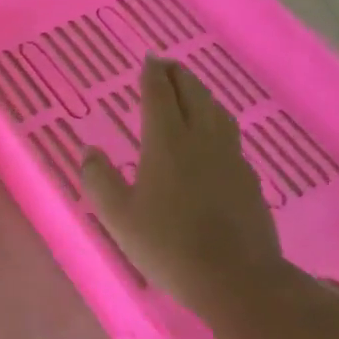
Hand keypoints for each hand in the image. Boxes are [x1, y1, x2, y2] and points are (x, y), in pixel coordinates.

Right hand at [81, 56, 286, 313]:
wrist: (236, 278)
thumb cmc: (167, 245)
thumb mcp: (118, 216)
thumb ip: (100, 180)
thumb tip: (90, 151)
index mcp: (167, 143)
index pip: (160, 96)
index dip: (152, 75)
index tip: (148, 59)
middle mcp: (201, 140)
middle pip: (192, 95)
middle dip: (178, 76)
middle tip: (166, 65)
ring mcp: (230, 158)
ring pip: (216, 112)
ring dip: (201, 94)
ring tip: (191, 90)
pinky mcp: (248, 178)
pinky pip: (230, 135)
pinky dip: (216, 121)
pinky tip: (213, 136)